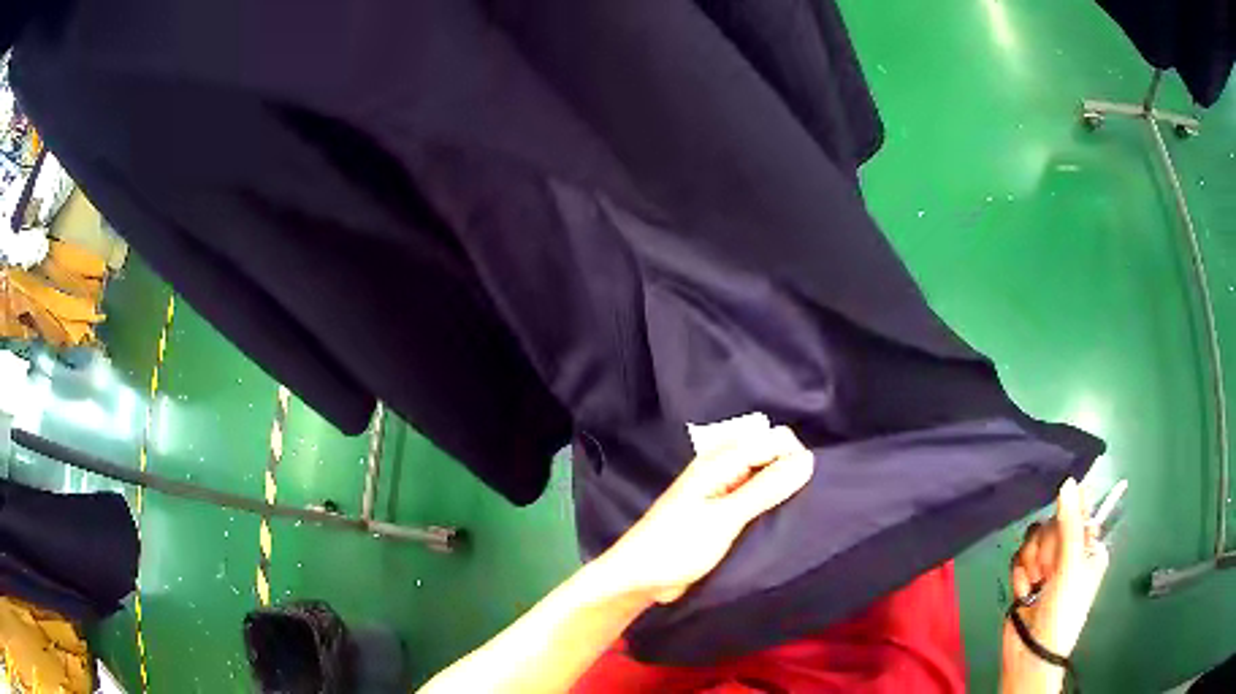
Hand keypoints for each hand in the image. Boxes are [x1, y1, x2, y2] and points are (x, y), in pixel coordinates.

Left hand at [597, 426, 813, 603]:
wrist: (640, 577)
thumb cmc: (677, 546)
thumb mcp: (725, 519)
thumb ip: (765, 489)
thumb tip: (808, 460)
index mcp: (719, 460)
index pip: (773, 439)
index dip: (795, 457)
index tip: (808, 488)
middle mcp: (722, 467)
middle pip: (769, 452)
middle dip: (789, 468)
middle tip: (801, 500)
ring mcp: (720, 489)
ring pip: (762, 474)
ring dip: (780, 487)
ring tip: (796, 511)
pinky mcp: (720, 511)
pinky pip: (753, 495)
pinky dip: (768, 502)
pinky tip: (778, 519)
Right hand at [1001, 478, 1108, 690]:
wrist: (1031, 652)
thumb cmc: (1063, 609)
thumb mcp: (1071, 565)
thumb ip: (1069, 524)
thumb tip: (1068, 480)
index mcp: (1089, 547)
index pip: (1077, 512)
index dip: (1066, 517)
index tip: (1059, 529)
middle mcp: (1070, 552)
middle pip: (1051, 524)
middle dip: (1045, 549)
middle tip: (1048, 573)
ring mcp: (1048, 566)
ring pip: (1032, 540)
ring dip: (1031, 564)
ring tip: (1034, 587)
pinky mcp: (1027, 577)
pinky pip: (1018, 559)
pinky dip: (1019, 576)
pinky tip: (1023, 593)